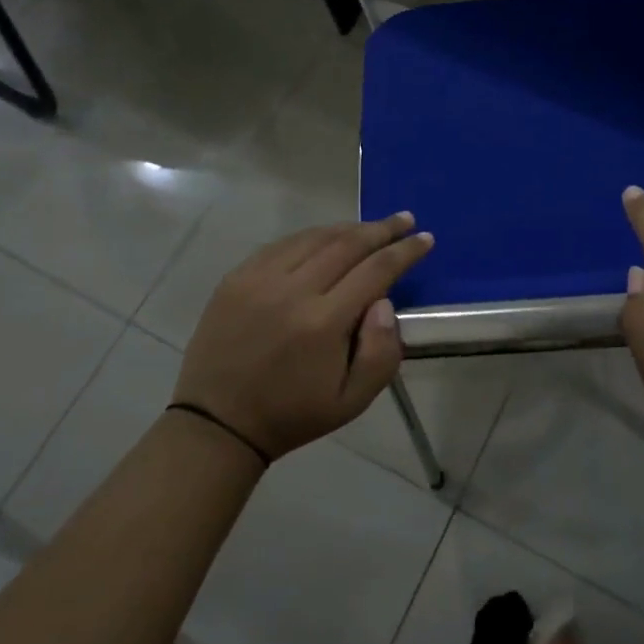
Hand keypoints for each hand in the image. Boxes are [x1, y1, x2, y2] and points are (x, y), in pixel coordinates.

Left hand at [174, 213, 433, 463]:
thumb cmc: (293, 414)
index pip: (376, 270)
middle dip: (382, 229)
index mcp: (323, 323)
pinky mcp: (237, 277)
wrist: (218, 423)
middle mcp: (292, 290)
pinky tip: (327, 238)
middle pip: (348, 244)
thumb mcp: (353, 401)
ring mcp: (260, 279)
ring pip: (315, 237)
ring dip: (349, 228)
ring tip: (372, 227)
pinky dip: (313, 235)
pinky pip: (284, 243)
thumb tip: (385, 302)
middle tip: (406, 219)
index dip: (405, 251)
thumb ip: (382, 352)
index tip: (425, 238)